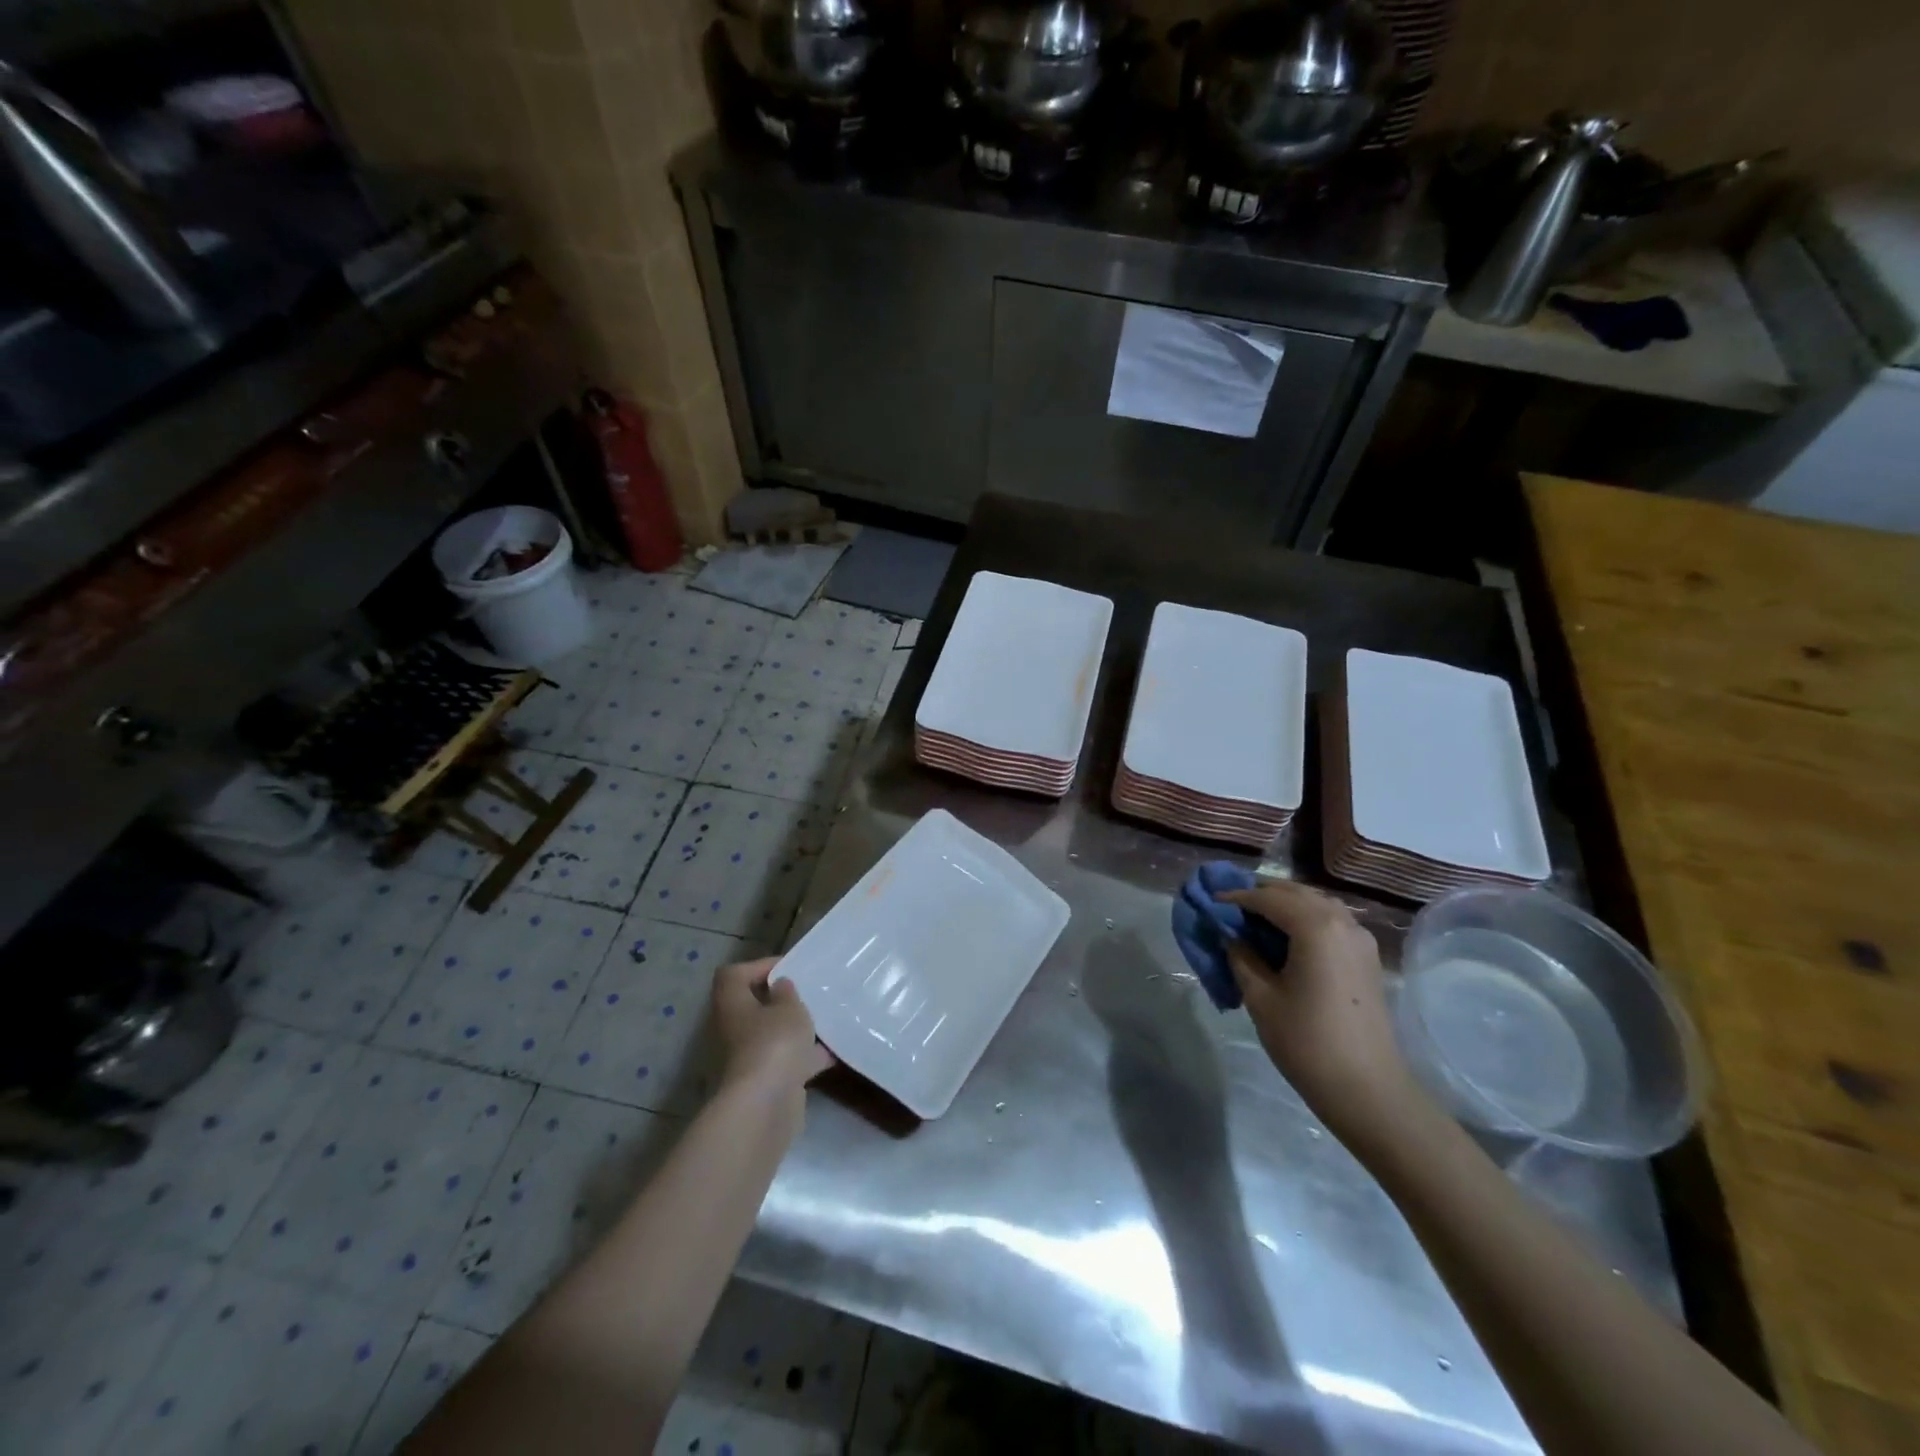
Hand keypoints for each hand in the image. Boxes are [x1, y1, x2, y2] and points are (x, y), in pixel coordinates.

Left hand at [711, 958, 833, 1102]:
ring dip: (795, 1029)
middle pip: (754, 1006)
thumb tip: (780, 986)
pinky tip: (833, 1052)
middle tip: (808, 993)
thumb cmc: (774, 1044)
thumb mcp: (789, 1008)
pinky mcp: (766, 1082)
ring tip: (824, 1020)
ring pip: (772, 1035)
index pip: (733, 975)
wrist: (766, 1107)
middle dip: (782, 1000)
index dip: (758, 966)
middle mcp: (735, 1029)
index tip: (787, 968)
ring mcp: (749, 1058)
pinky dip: (806, 1057)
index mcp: (733, 1004)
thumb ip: (787, 993)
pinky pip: (787, 1061)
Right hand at [1219, 881, 1427, 1148]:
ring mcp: (1360, 938)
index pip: (1268, 898)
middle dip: (1261, 893)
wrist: (1367, 1089)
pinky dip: (1305, 918)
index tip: (1210, 901)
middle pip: (1295, 893)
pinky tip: (1286, 936)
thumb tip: (1230, 936)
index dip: (1236, 897)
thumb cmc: (1306, 1041)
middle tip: (1229, 903)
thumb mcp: (1261, 997)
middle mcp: (1341, 921)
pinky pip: (1331, 921)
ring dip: (1285, 903)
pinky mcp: (1366, 958)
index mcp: (1315, 926)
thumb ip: (1241, 957)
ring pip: (1316, 903)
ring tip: (1255, 916)